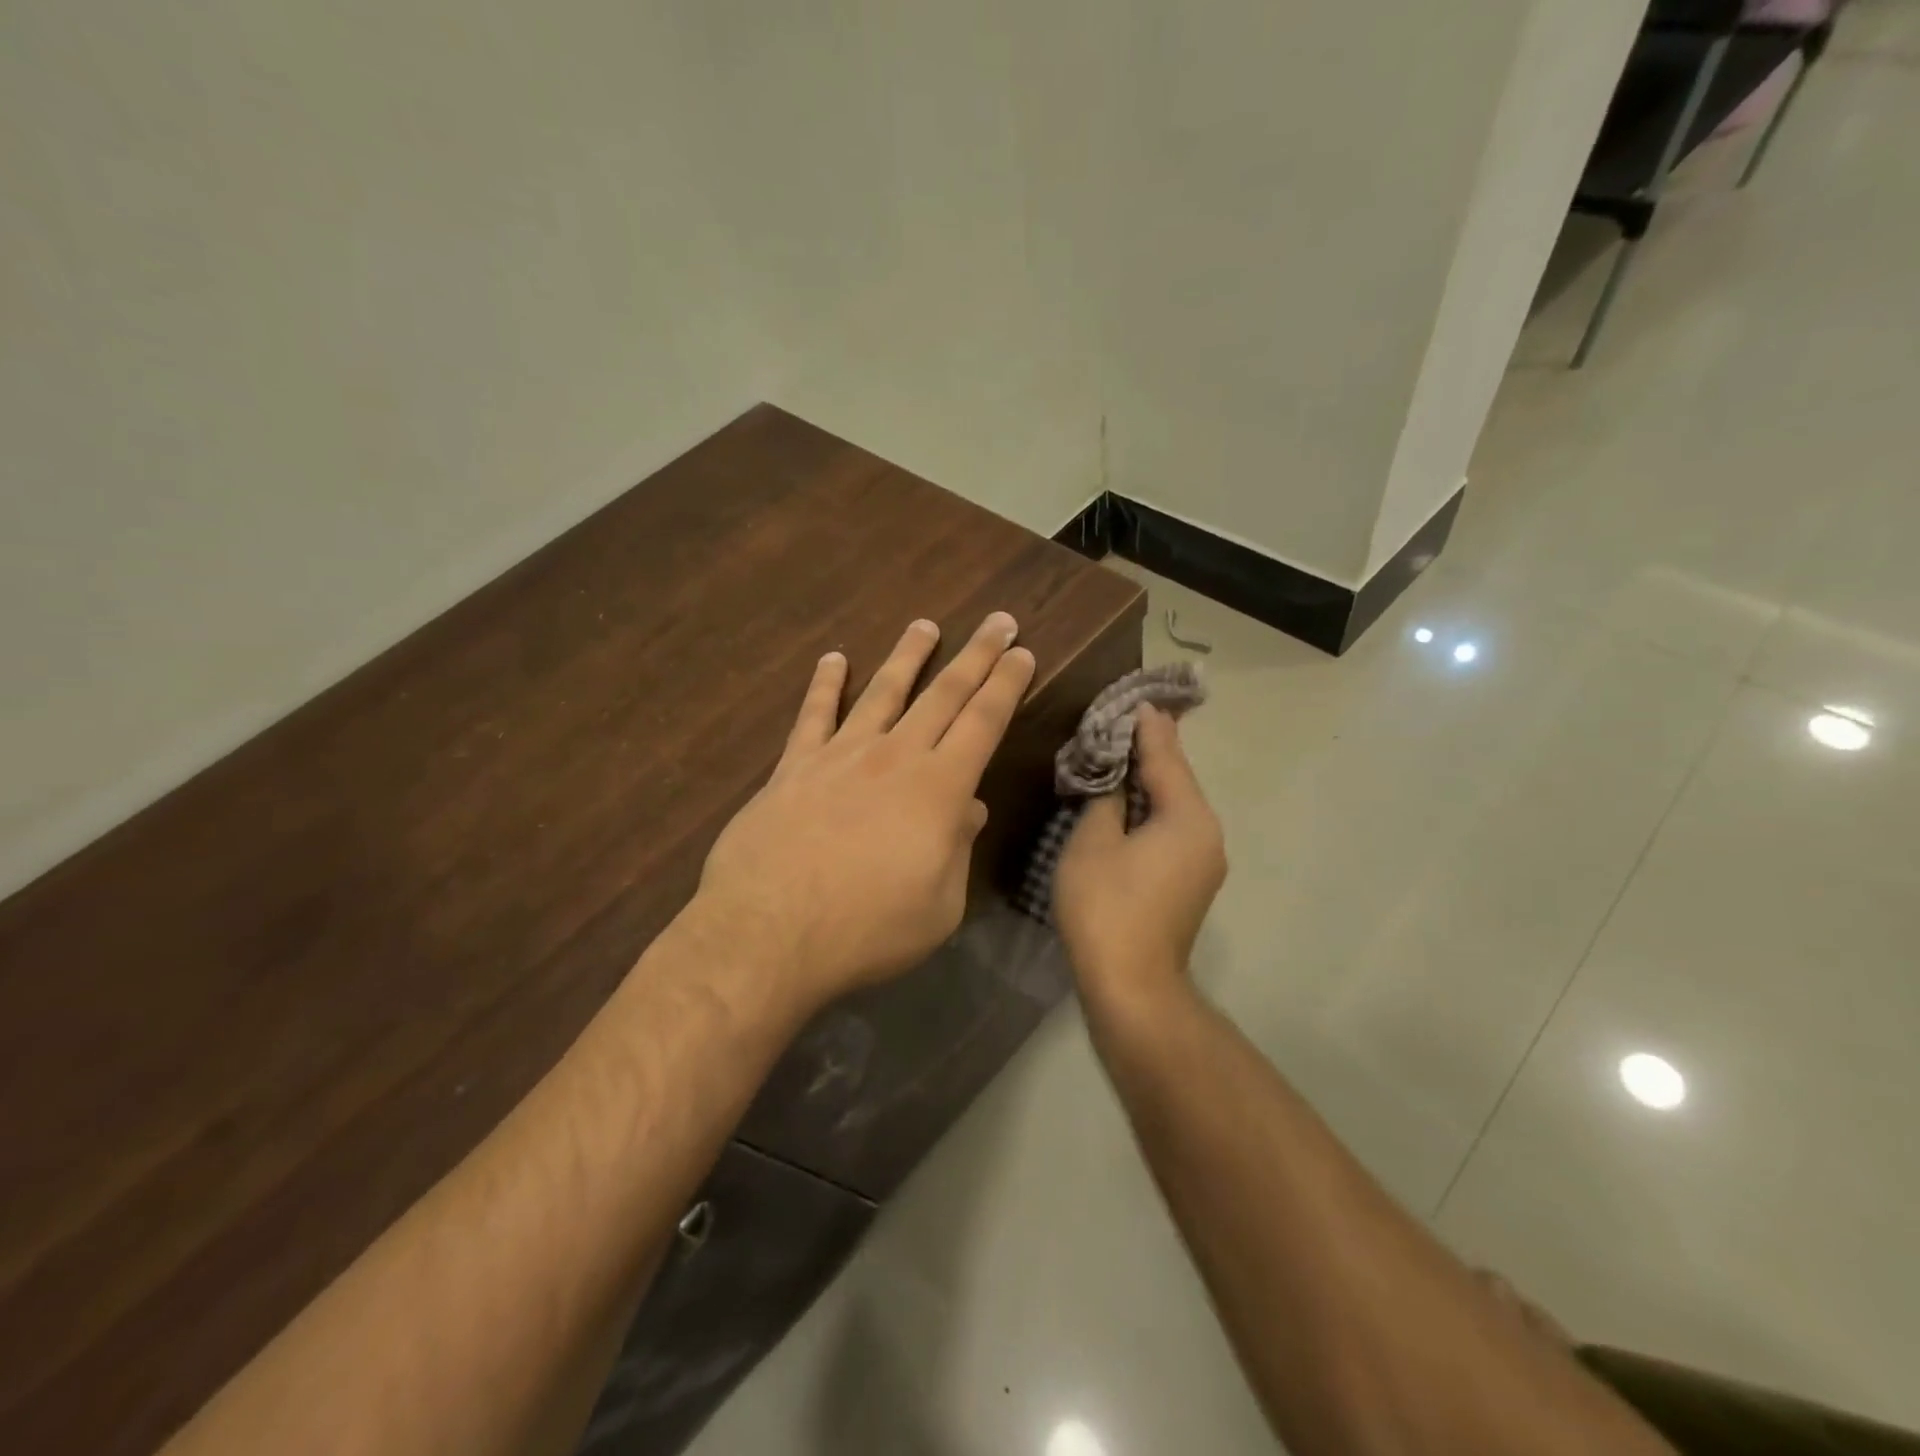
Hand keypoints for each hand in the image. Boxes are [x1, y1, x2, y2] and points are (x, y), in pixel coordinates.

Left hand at [697, 613, 1035, 1004]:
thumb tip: (969, 809)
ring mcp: (840, 755)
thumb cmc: (867, 929)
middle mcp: (894, 757)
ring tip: (924, 625)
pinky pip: (813, 715)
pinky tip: (833, 659)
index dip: (1006, 684)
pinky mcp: (794, 767)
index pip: (983, 722)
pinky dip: (825, 684)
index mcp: (939, 789)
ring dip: (907, 656)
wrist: (768, 933)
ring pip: (882, 691)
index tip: (1022, 653)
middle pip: (943, 694)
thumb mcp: (939, 906)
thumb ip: (957, 850)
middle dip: (976, 656)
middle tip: (998, 622)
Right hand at [1053, 704, 1226, 1007]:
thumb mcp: (1093, 842)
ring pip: (1174, 805)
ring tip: (1118, 753)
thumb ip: (1105, 798)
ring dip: (1147, 780)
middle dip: (1148, 750)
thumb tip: (1115, 779)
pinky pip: (1172, 829)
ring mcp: (1204, 860)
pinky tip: (1126, 801)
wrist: (1133, 987)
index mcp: (1188, 817)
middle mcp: (1207, 833)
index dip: (1147, 726)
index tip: (1135, 697)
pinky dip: (1150, 809)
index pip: (1166, 757)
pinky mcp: (1191, 881)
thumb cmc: (1106, 907)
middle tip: (1120, 720)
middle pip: (1176, 779)